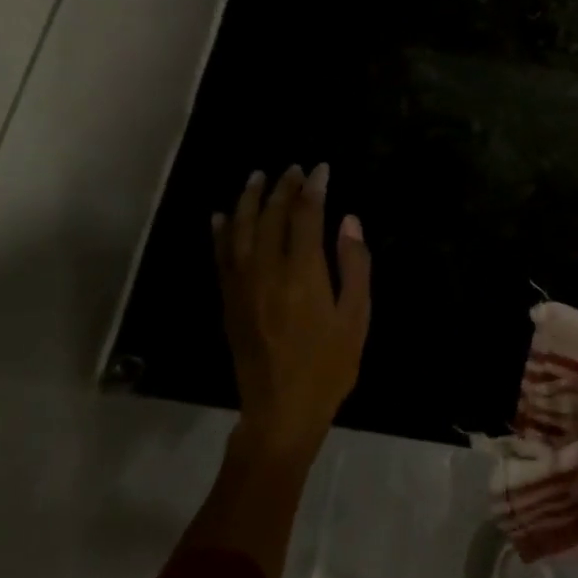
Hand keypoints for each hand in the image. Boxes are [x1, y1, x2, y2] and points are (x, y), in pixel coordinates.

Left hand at [212, 164, 371, 461]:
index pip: (305, 216)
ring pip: (241, 230)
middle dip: (283, 188)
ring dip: (249, 199)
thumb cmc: (329, 365)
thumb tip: (349, 221)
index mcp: (303, 274)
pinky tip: (223, 216)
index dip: (313, 188)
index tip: (320, 169)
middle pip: (271, 216)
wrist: (281, 409)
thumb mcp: (356, 317)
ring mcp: (242, 285)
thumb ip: (354, 265)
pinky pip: (221, 256)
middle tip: (293, 168)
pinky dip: (222, 231)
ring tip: (257, 177)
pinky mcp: (229, 300)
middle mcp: (267, 271)